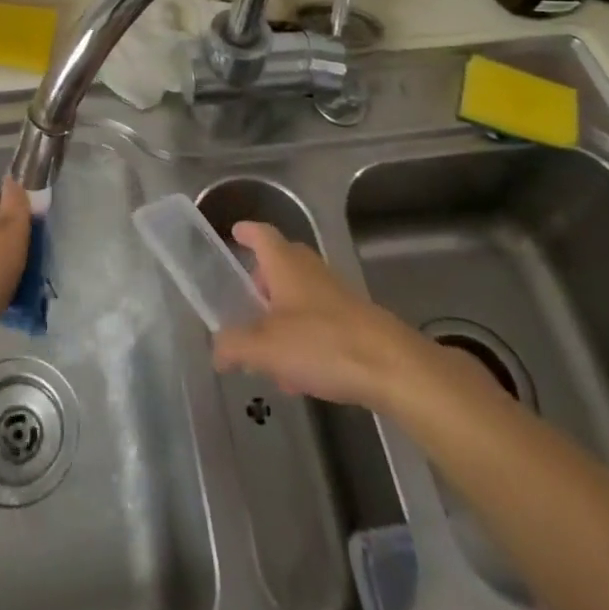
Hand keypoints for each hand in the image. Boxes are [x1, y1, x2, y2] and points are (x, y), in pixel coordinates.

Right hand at [212, 221, 428, 409]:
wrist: (391, 367)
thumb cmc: (322, 343)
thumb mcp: (265, 347)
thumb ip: (234, 345)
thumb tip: (216, 349)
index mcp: (285, 264)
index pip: (261, 234)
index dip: (247, 233)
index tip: (235, 233)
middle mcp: (310, 271)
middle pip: (281, 264)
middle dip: (262, 281)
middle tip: (245, 301)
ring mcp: (335, 296)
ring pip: (300, 297)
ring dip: (281, 316)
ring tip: (265, 352)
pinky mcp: (354, 323)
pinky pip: (318, 323)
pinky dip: (302, 340)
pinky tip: (298, 376)